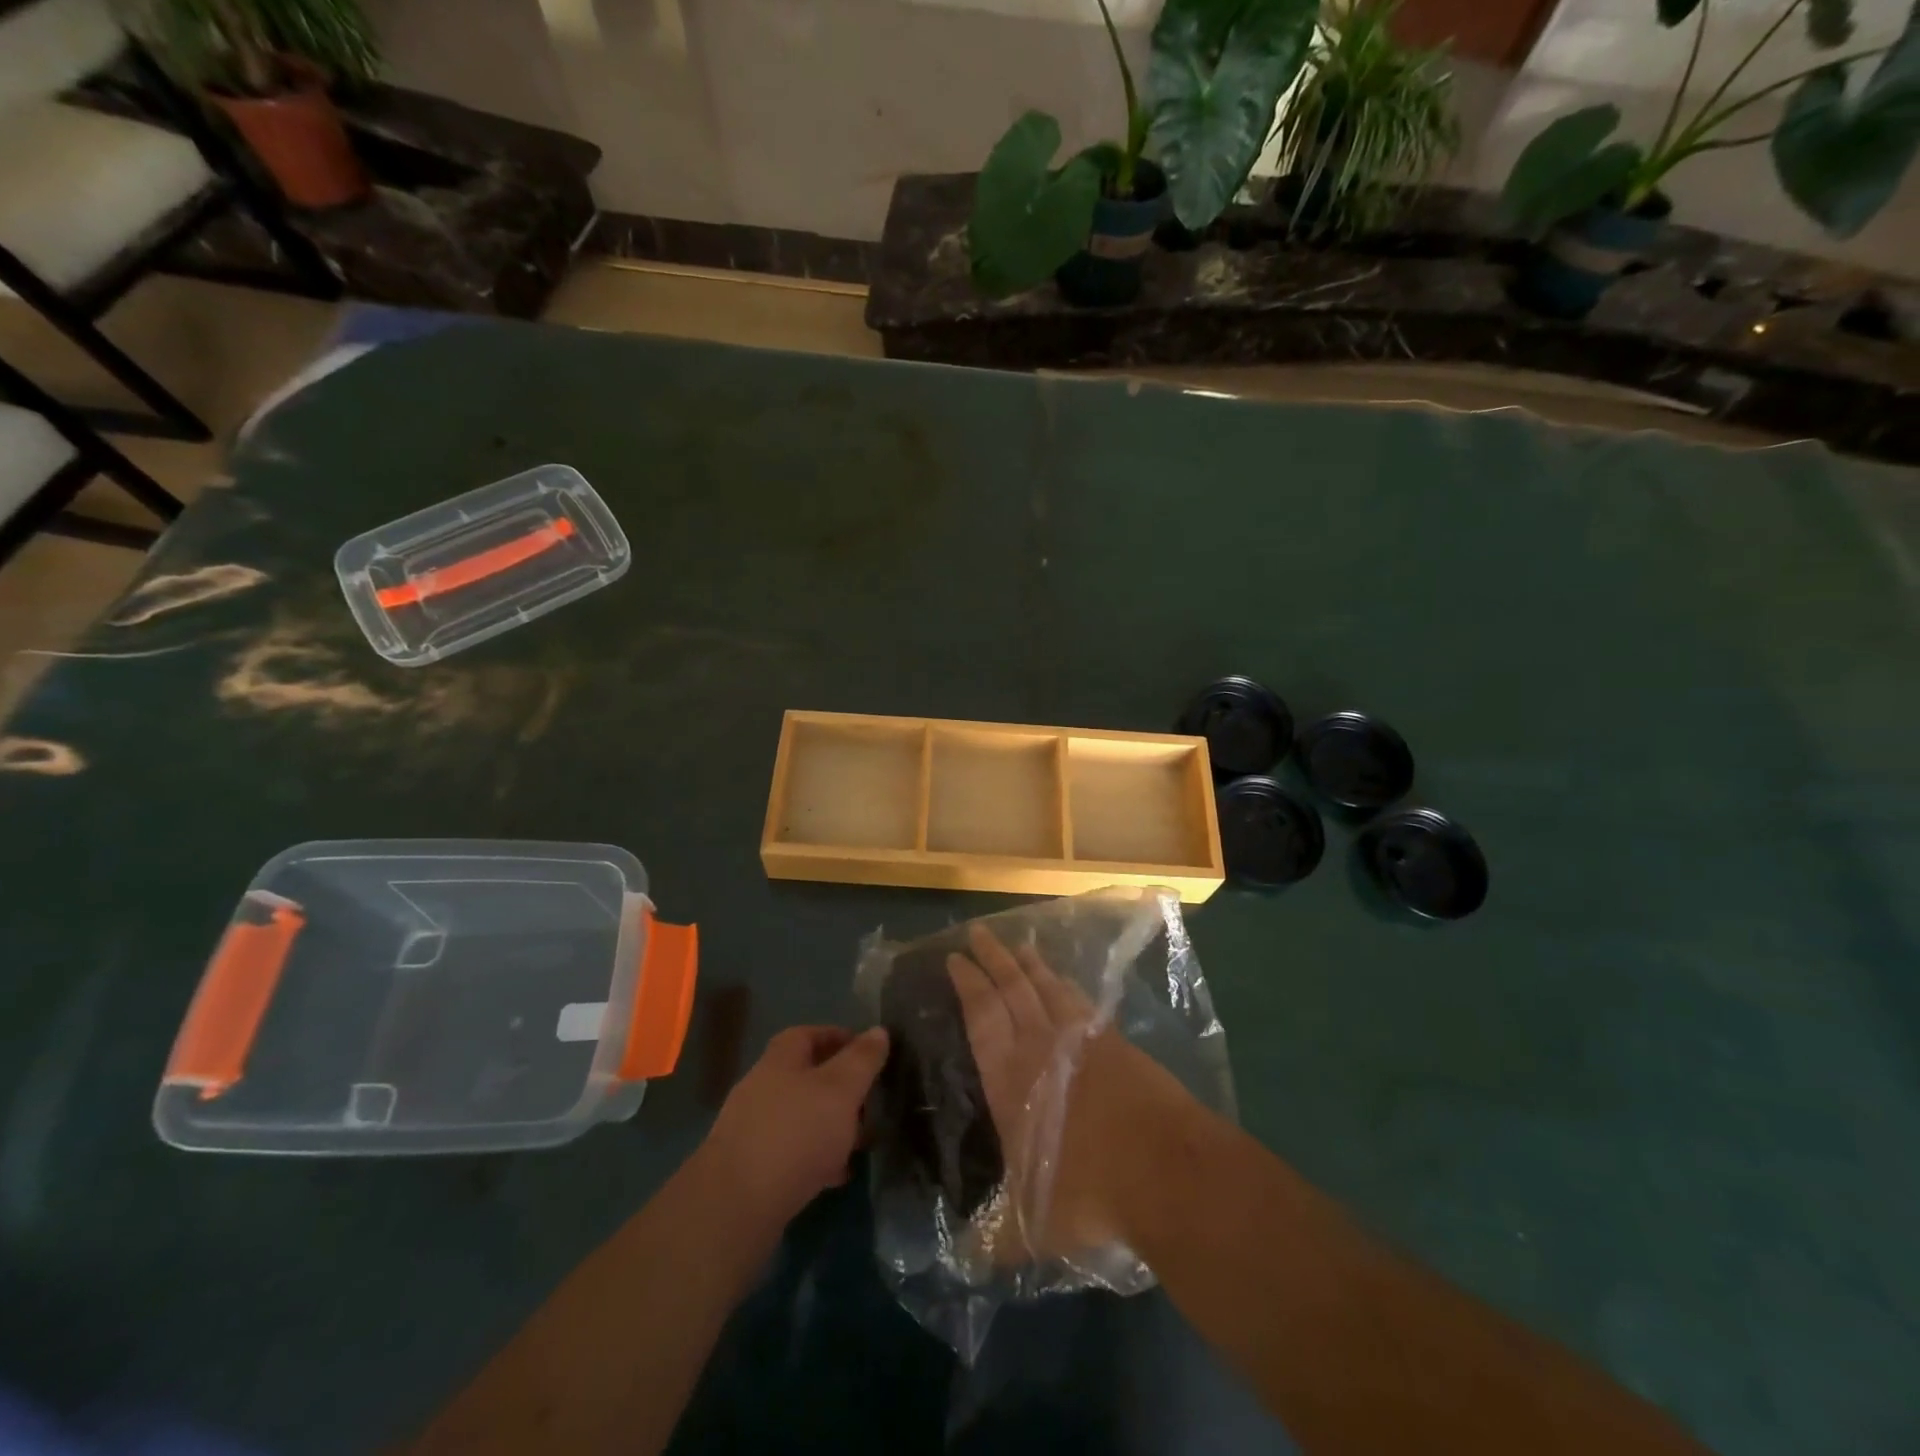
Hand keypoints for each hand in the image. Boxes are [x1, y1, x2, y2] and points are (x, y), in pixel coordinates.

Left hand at [697, 1025, 890, 1229]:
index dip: (839, 1037)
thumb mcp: (841, 1089)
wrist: (735, 1207)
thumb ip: (862, 1060)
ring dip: (830, 1125)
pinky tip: (834, 1175)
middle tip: (869, 1103)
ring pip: (800, 1116)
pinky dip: (815, 1157)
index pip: (809, 1034)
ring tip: (858, 1143)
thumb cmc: (796, 1133)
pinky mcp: (750, 1168)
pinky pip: (790, 1152)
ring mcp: (752, 1128)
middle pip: (805, 1076)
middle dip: (840, 1087)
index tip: (868, 1053)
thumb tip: (879, 1030)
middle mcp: (762, 1087)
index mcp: (780, 1060)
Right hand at [946, 924, 1184, 1259]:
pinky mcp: (1117, 1044)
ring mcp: (1083, 1041)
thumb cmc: (1087, 1191)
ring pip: (1049, 989)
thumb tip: (966, 1260)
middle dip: (993, 959)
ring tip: (1020, 944)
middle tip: (979, 932)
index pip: (982, 1017)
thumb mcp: (1032, 1226)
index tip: (955, 958)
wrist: (1162, 1169)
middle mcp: (1042, 1048)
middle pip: (1012, 989)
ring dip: (1031, 965)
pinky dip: (1068, 988)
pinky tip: (1067, 986)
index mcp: (1010, 1080)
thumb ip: (996, 1237)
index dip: (968, 984)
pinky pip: (1082, 1004)